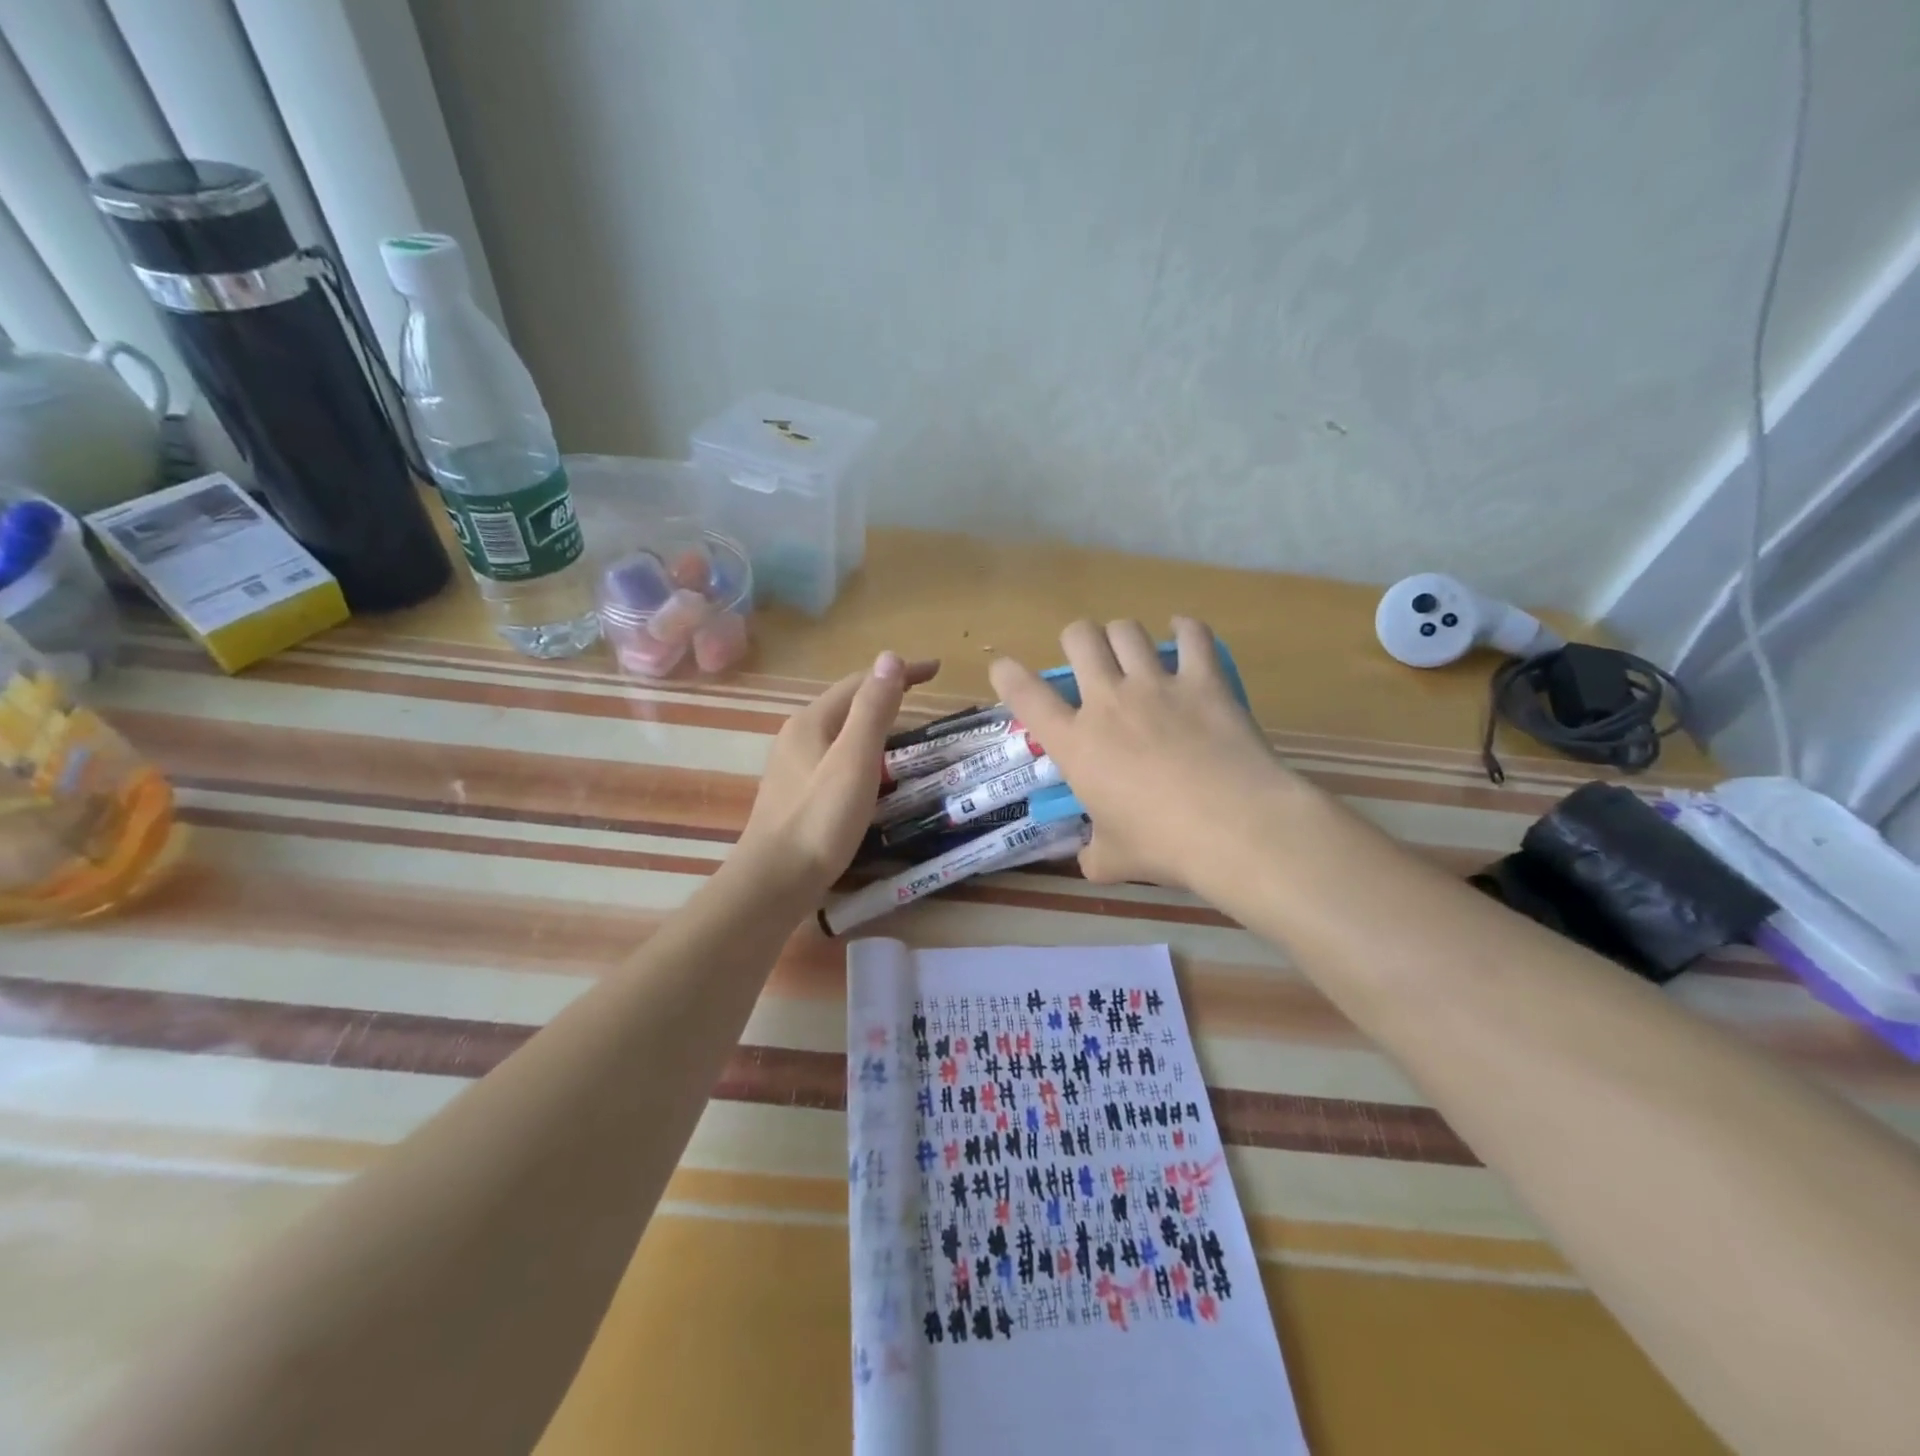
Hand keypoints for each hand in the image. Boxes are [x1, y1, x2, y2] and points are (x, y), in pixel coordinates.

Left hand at [736, 652, 938, 899]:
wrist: (774, 881)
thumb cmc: (819, 819)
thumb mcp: (854, 760)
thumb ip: (873, 709)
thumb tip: (890, 657)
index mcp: (811, 721)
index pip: (860, 682)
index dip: (899, 671)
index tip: (936, 670)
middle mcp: (798, 735)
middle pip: (847, 702)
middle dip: (886, 692)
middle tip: (924, 697)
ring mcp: (793, 765)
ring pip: (840, 731)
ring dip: (874, 721)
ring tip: (906, 729)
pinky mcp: (796, 792)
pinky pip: (836, 756)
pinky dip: (862, 750)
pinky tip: (873, 771)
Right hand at [988, 618, 1296, 891]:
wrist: (1232, 827)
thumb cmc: (1162, 845)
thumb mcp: (1113, 860)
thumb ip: (1094, 854)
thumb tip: (1090, 860)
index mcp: (1076, 743)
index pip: (1026, 697)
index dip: (1008, 675)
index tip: (1002, 667)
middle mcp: (1109, 702)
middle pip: (1080, 638)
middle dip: (1076, 638)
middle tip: (1087, 656)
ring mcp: (1157, 686)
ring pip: (1127, 631)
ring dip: (1122, 634)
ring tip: (1129, 647)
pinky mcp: (1204, 682)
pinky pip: (1192, 636)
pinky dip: (1185, 629)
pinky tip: (1183, 632)